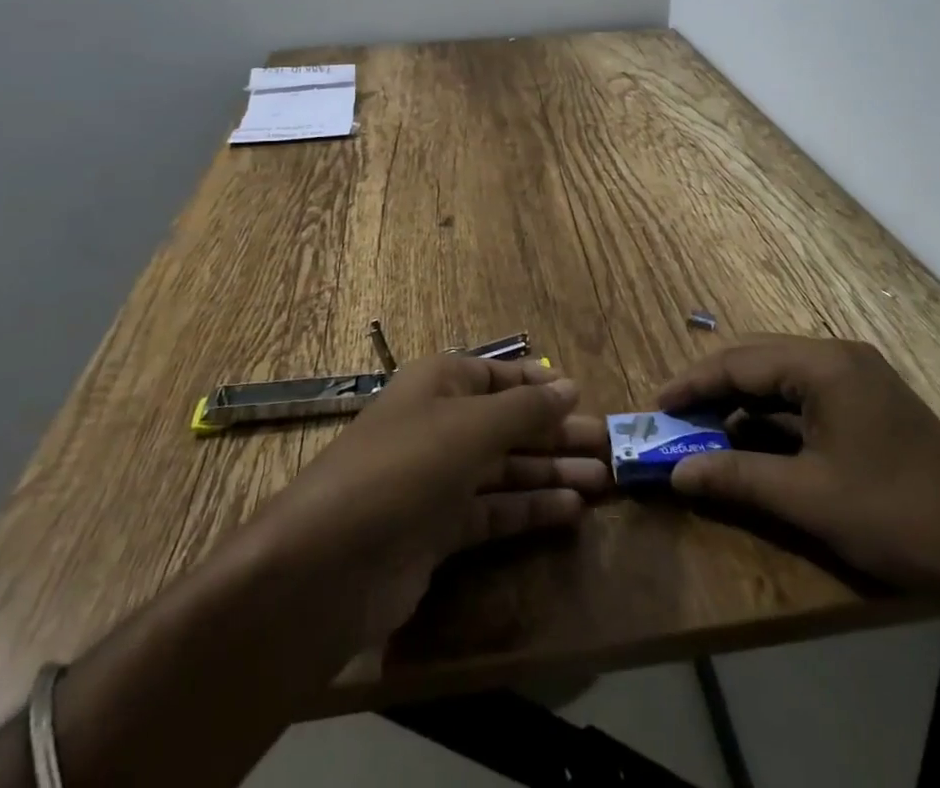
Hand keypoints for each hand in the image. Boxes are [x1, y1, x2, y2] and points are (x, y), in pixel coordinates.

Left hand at [247, 354, 608, 644]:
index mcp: (441, 384)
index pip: (500, 375)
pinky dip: (529, 510)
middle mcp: (440, 425)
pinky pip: (494, 511)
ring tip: (603, 482)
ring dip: (551, 474)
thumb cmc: (405, 467)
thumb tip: (569, 386)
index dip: (541, 386)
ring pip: (505, 469)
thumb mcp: (471, 427)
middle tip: (610, 448)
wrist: (329, 564)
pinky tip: (570, 512)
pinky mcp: (438, 531)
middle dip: (556, 435)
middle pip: (508, 424)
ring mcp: (438, 480)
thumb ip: (526, 410)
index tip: (584, 398)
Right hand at [658, 337, 939, 605]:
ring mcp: (859, 378)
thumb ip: (736, 477)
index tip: (657, 407)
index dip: (693, 384)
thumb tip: (676, 473)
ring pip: (782, 378)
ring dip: (743, 402)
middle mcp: (840, 357)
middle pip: (759, 361)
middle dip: (714, 389)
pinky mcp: (871, 403)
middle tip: (677, 420)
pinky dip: (774, 415)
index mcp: (824, 365)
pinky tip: (756, 440)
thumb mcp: (808, 498)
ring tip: (707, 431)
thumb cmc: (895, 515)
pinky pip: (807, 396)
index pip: (740, 362)